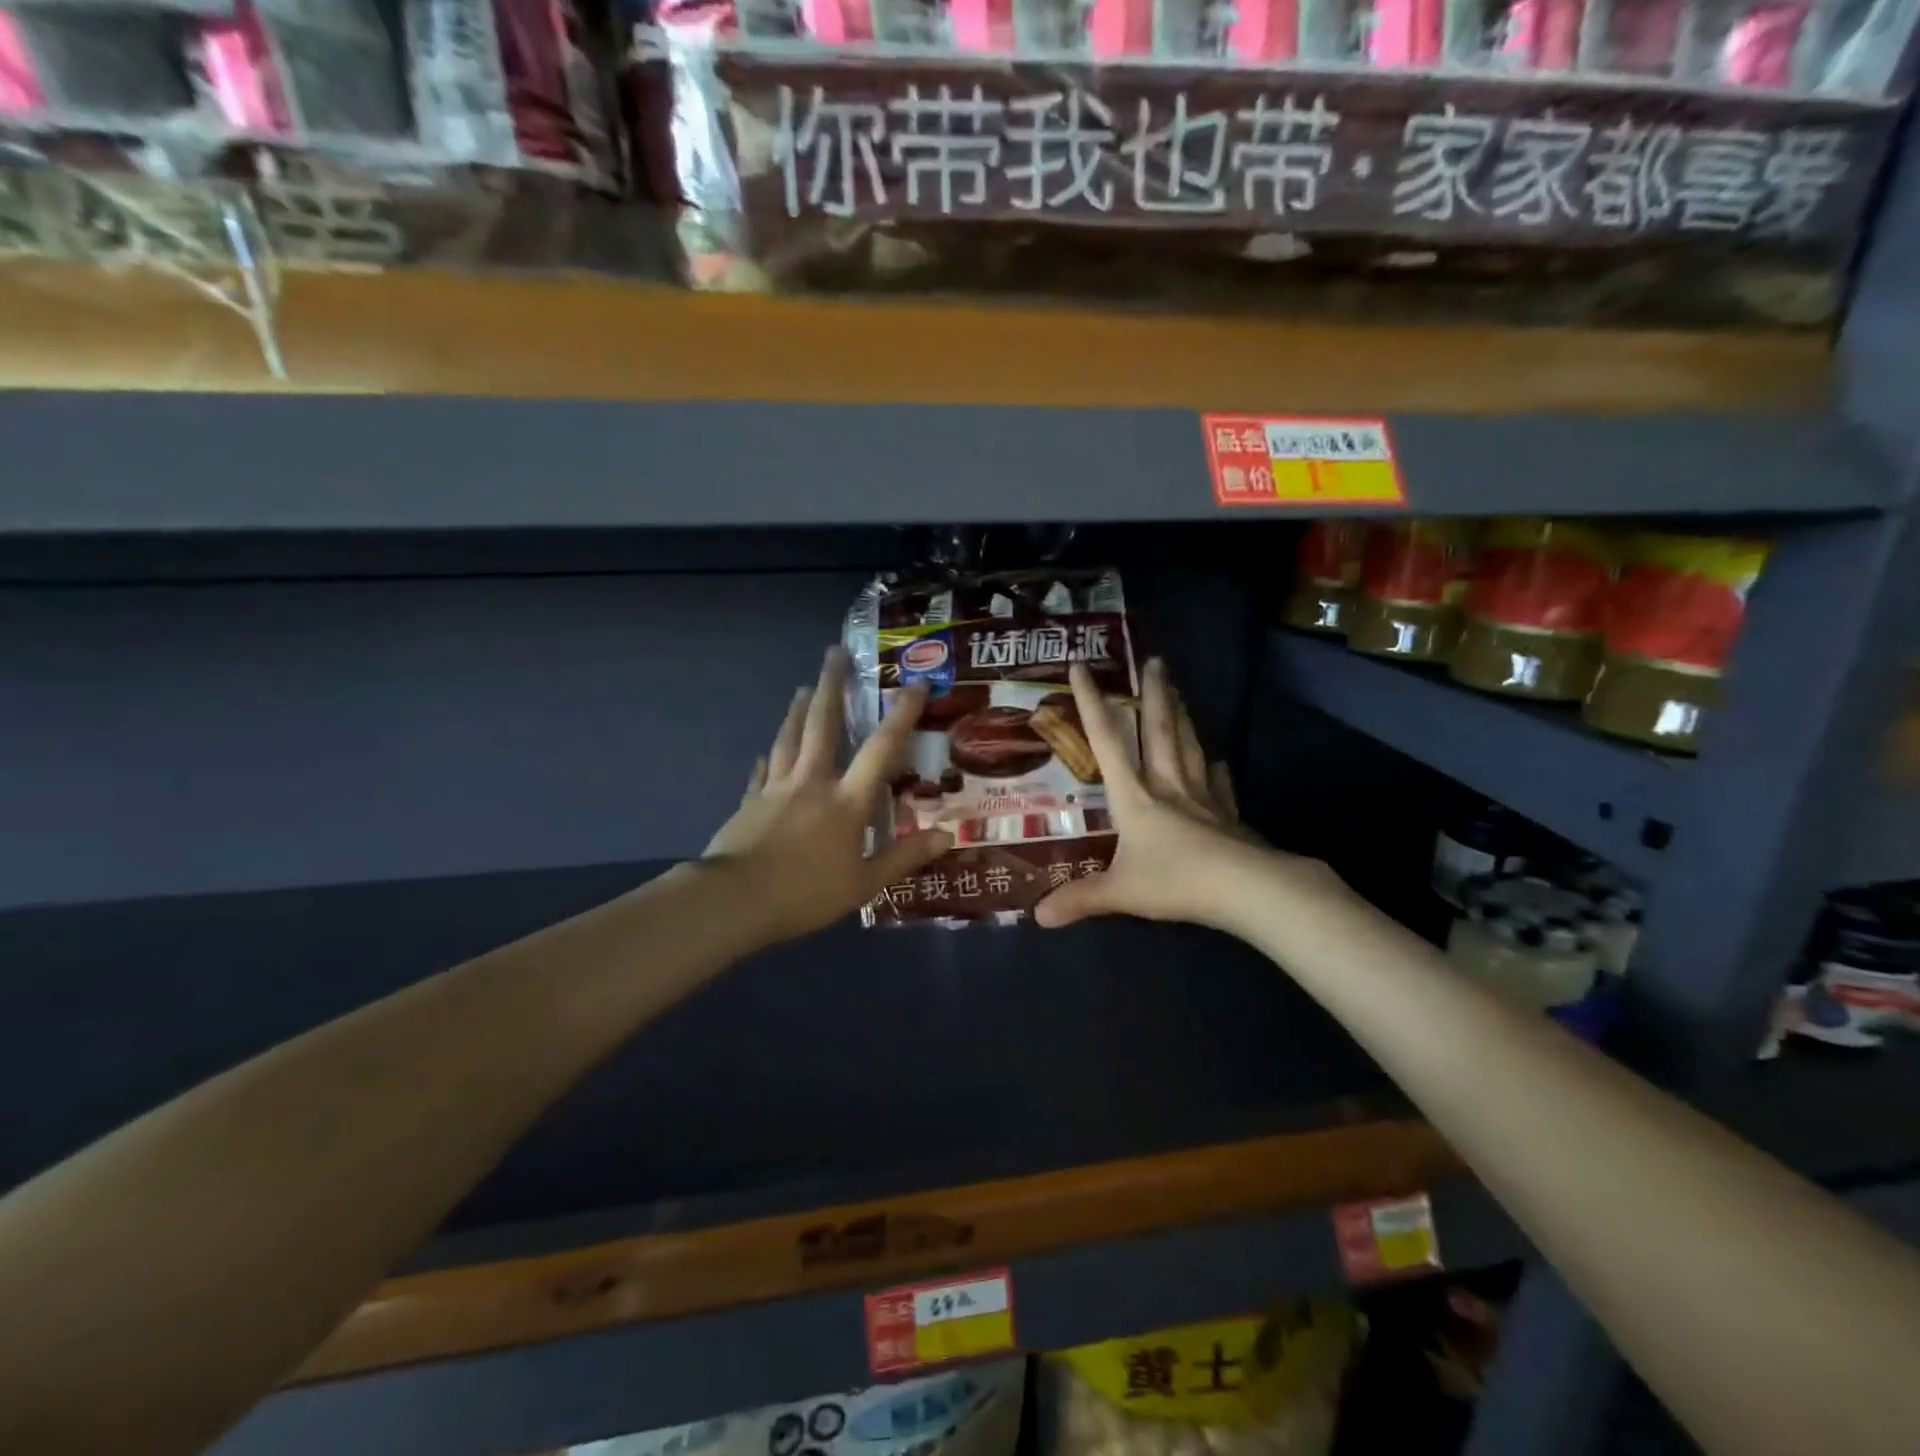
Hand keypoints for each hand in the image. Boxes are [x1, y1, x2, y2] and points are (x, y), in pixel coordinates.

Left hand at [704, 647, 951, 943]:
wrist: (736, 900)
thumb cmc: (807, 893)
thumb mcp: (865, 882)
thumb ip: (905, 857)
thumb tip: (947, 836)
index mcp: (847, 799)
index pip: (881, 748)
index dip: (900, 715)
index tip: (913, 685)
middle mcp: (813, 781)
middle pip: (822, 724)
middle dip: (831, 685)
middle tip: (834, 653)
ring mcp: (777, 788)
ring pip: (789, 738)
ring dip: (798, 710)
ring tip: (803, 688)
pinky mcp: (750, 802)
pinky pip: (761, 772)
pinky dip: (767, 759)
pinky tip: (765, 753)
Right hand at [1035, 657, 1277, 931]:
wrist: (1248, 890)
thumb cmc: (1177, 882)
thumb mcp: (1120, 893)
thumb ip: (1080, 900)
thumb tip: (1036, 916)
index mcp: (1135, 797)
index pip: (1107, 741)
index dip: (1091, 703)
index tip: (1081, 666)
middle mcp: (1168, 786)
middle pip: (1159, 731)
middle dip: (1154, 695)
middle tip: (1155, 661)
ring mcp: (1202, 798)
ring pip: (1188, 746)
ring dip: (1182, 716)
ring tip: (1179, 690)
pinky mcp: (1228, 815)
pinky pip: (1218, 783)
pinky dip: (1214, 769)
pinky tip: (1216, 760)